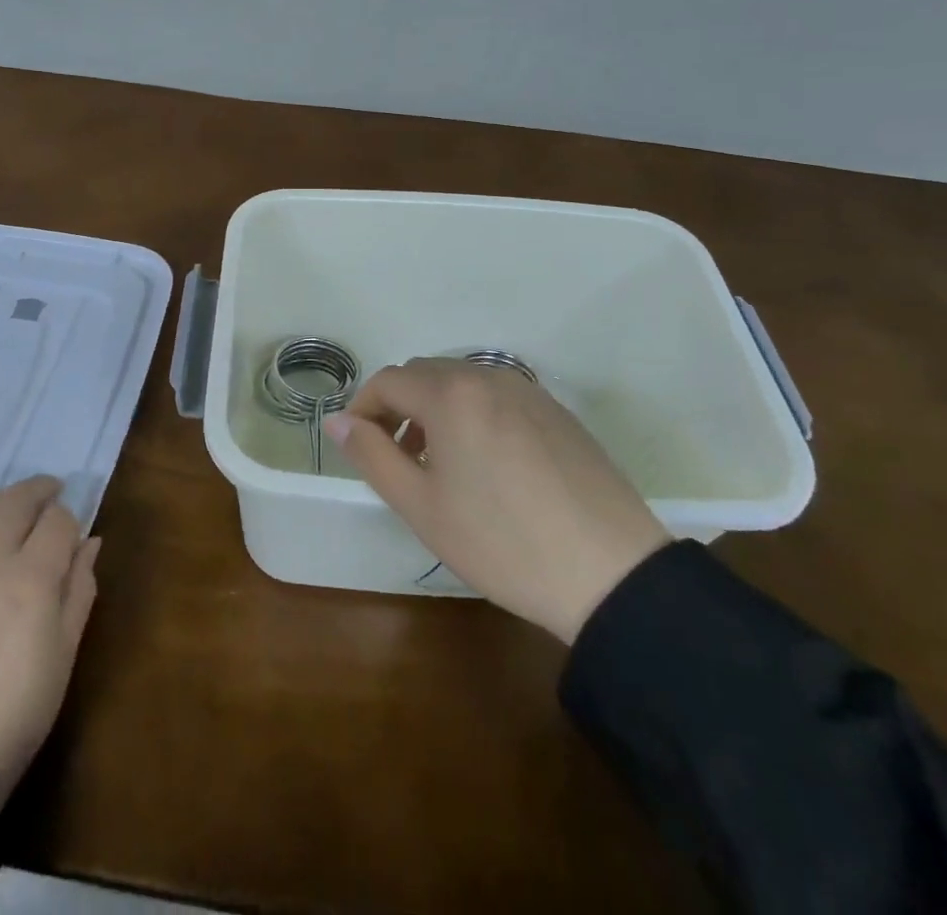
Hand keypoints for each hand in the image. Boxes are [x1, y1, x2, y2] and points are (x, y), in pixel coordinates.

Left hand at [0, 476, 100, 806]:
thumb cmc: (19, 708)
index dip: (71, 521)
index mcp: (33, 575)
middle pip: (16, 502)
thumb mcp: (66, 650)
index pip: (58, 520)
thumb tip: (89, 543)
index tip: (75, 536)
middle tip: (53, 490)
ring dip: (5, 506)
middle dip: (39, 490)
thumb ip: (80, 588)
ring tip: (18, 514)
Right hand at [325, 359, 668, 642]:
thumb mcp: (421, 506)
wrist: (610, 572)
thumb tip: (336, 421)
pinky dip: (475, 414)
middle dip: (399, 407)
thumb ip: (371, 455)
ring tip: (441, 464)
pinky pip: (498, 397)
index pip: (388, 380)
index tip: (358, 446)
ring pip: (463, 383)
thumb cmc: (501, 542)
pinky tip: (489, 465)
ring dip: (437, 410)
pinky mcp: (557, 411)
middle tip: (398, 458)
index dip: (363, 408)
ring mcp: (528, 391)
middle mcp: (488, 376)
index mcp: (451, 393)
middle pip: (425, 374)